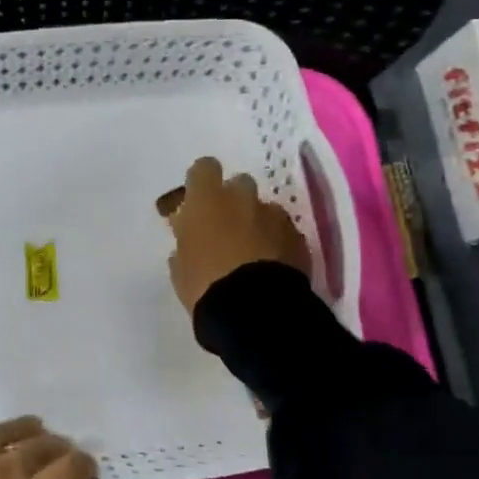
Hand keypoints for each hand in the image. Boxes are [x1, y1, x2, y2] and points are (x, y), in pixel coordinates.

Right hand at [162, 156, 310, 313]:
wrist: (254, 310)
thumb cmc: (205, 285)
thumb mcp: (180, 268)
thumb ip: (184, 244)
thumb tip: (188, 240)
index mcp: (206, 201)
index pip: (204, 168)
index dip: (201, 182)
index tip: (198, 200)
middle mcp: (241, 198)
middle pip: (239, 183)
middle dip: (234, 200)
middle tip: (227, 226)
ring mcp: (273, 216)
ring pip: (265, 208)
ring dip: (258, 222)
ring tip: (254, 251)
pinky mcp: (298, 237)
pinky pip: (285, 231)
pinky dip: (278, 241)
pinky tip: (272, 265)